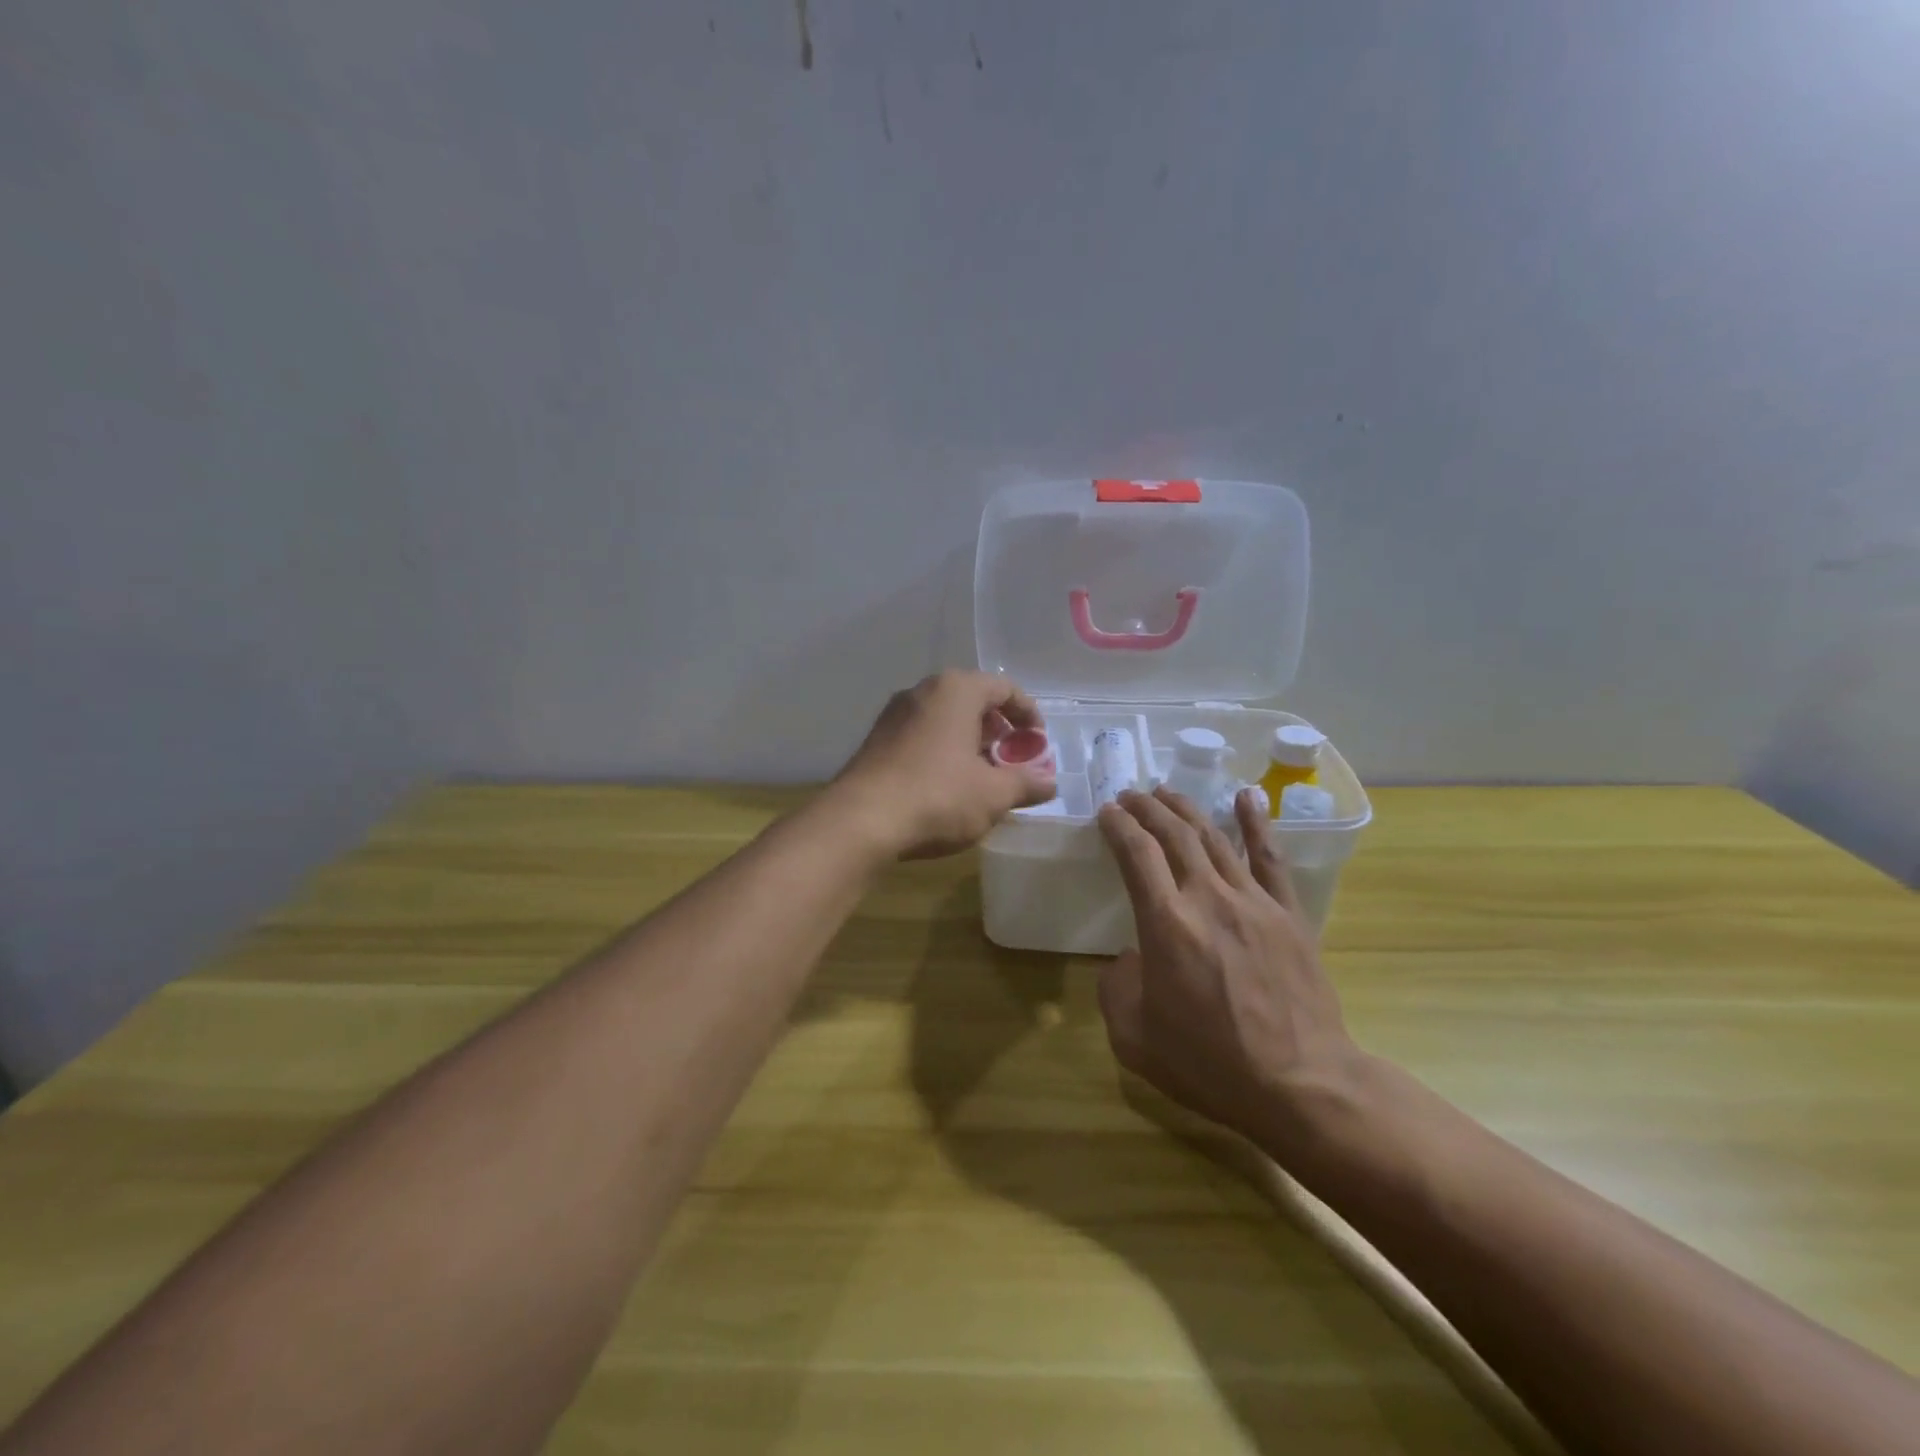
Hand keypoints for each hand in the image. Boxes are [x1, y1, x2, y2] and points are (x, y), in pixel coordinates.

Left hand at [831, 671, 1056, 859]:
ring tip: (982, 776)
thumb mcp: (993, 794)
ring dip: (969, 742)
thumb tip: (1050, 783)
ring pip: (944, 719)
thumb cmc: (938, 796)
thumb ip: (1026, 783)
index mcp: (955, 690)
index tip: (1038, 744)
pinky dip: (942, 752)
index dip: (1028, 714)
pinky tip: (947, 786)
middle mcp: (922, 692)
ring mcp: (894, 715)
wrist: (860, 821)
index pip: (1004, 688)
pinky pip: (920, 736)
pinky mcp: (875, 741)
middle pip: (972, 700)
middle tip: (1011, 760)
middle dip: (997, 730)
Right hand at [1095, 785, 1362, 1152]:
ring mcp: (1253, 902)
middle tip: (1131, 795)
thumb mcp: (1133, 1038)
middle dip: (1147, 808)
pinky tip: (1247, 796)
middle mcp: (1207, 898)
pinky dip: (1257, 822)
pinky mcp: (1289, 914)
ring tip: (1167, 793)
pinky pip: (1270, 858)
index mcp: (1166, 924)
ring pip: (1215, 837)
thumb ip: (1116, 987)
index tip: (1107, 812)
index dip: (1118, 826)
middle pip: (1174, 835)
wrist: (1300, 1085)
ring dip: (1186, 809)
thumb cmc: (1210, 1065)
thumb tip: (1131, 958)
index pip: (1136, 854)